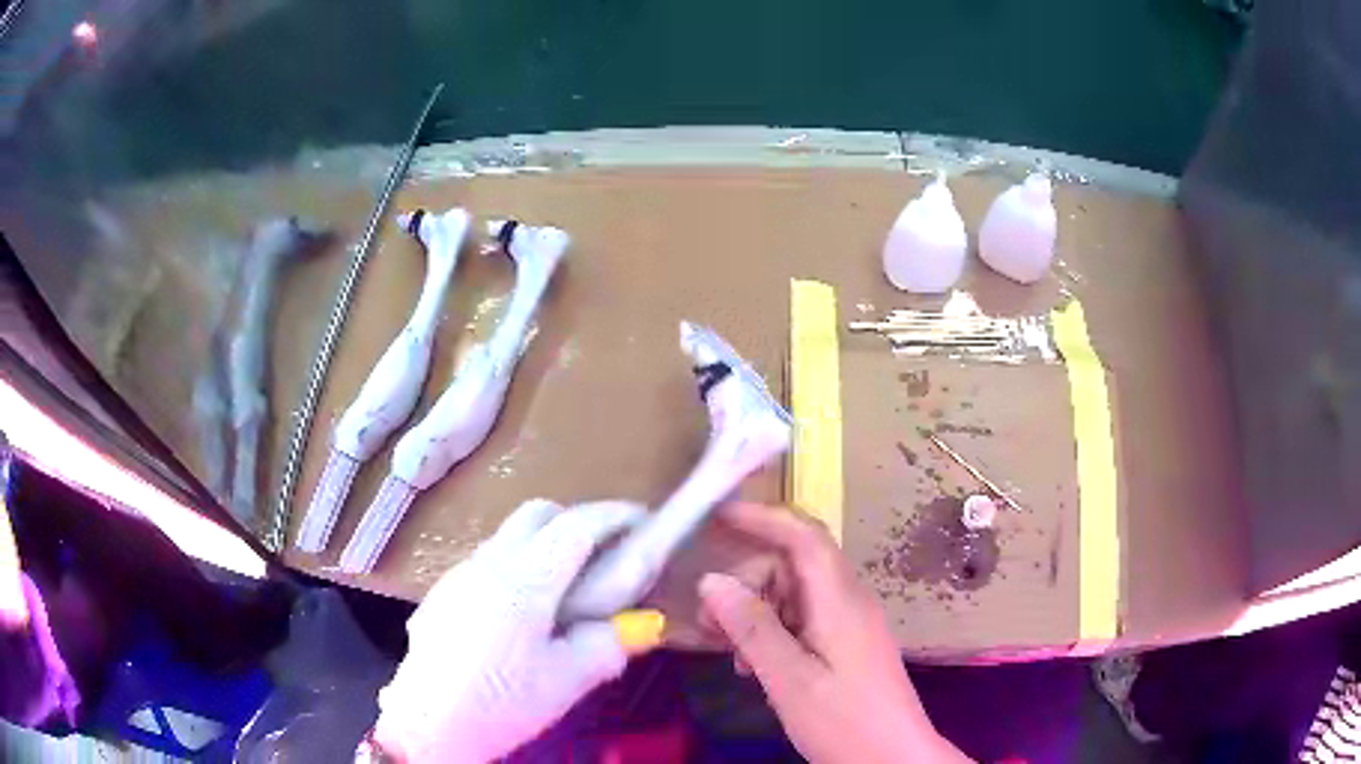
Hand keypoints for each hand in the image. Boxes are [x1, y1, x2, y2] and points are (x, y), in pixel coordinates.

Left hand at [372, 499, 658, 762]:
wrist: (427, 725)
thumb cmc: (502, 703)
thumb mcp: (566, 681)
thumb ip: (608, 646)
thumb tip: (642, 625)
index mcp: (524, 581)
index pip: (575, 527)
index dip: (613, 516)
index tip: (641, 519)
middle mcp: (488, 563)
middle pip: (536, 514)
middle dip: (575, 521)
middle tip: (602, 554)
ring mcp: (458, 574)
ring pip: (508, 536)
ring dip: (542, 544)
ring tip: (563, 590)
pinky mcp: (441, 593)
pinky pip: (486, 561)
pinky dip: (515, 567)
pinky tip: (518, 615)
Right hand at [699, 503, 969, 763]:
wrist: (894, 759)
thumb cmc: (845, 721)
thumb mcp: (790, 680)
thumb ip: (752, 628)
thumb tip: (711, 580)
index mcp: (840, 601)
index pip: (803, 537)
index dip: (761, 518)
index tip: (715, 518)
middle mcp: (847, 602)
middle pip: (791, 567)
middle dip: (746, 584)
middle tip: (708, 624)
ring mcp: (849, 624)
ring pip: (793, 596)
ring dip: (755, 614)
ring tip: (730, 653)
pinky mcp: (846, 646)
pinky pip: (802, 622)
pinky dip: (772, 635)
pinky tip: (756, 668)